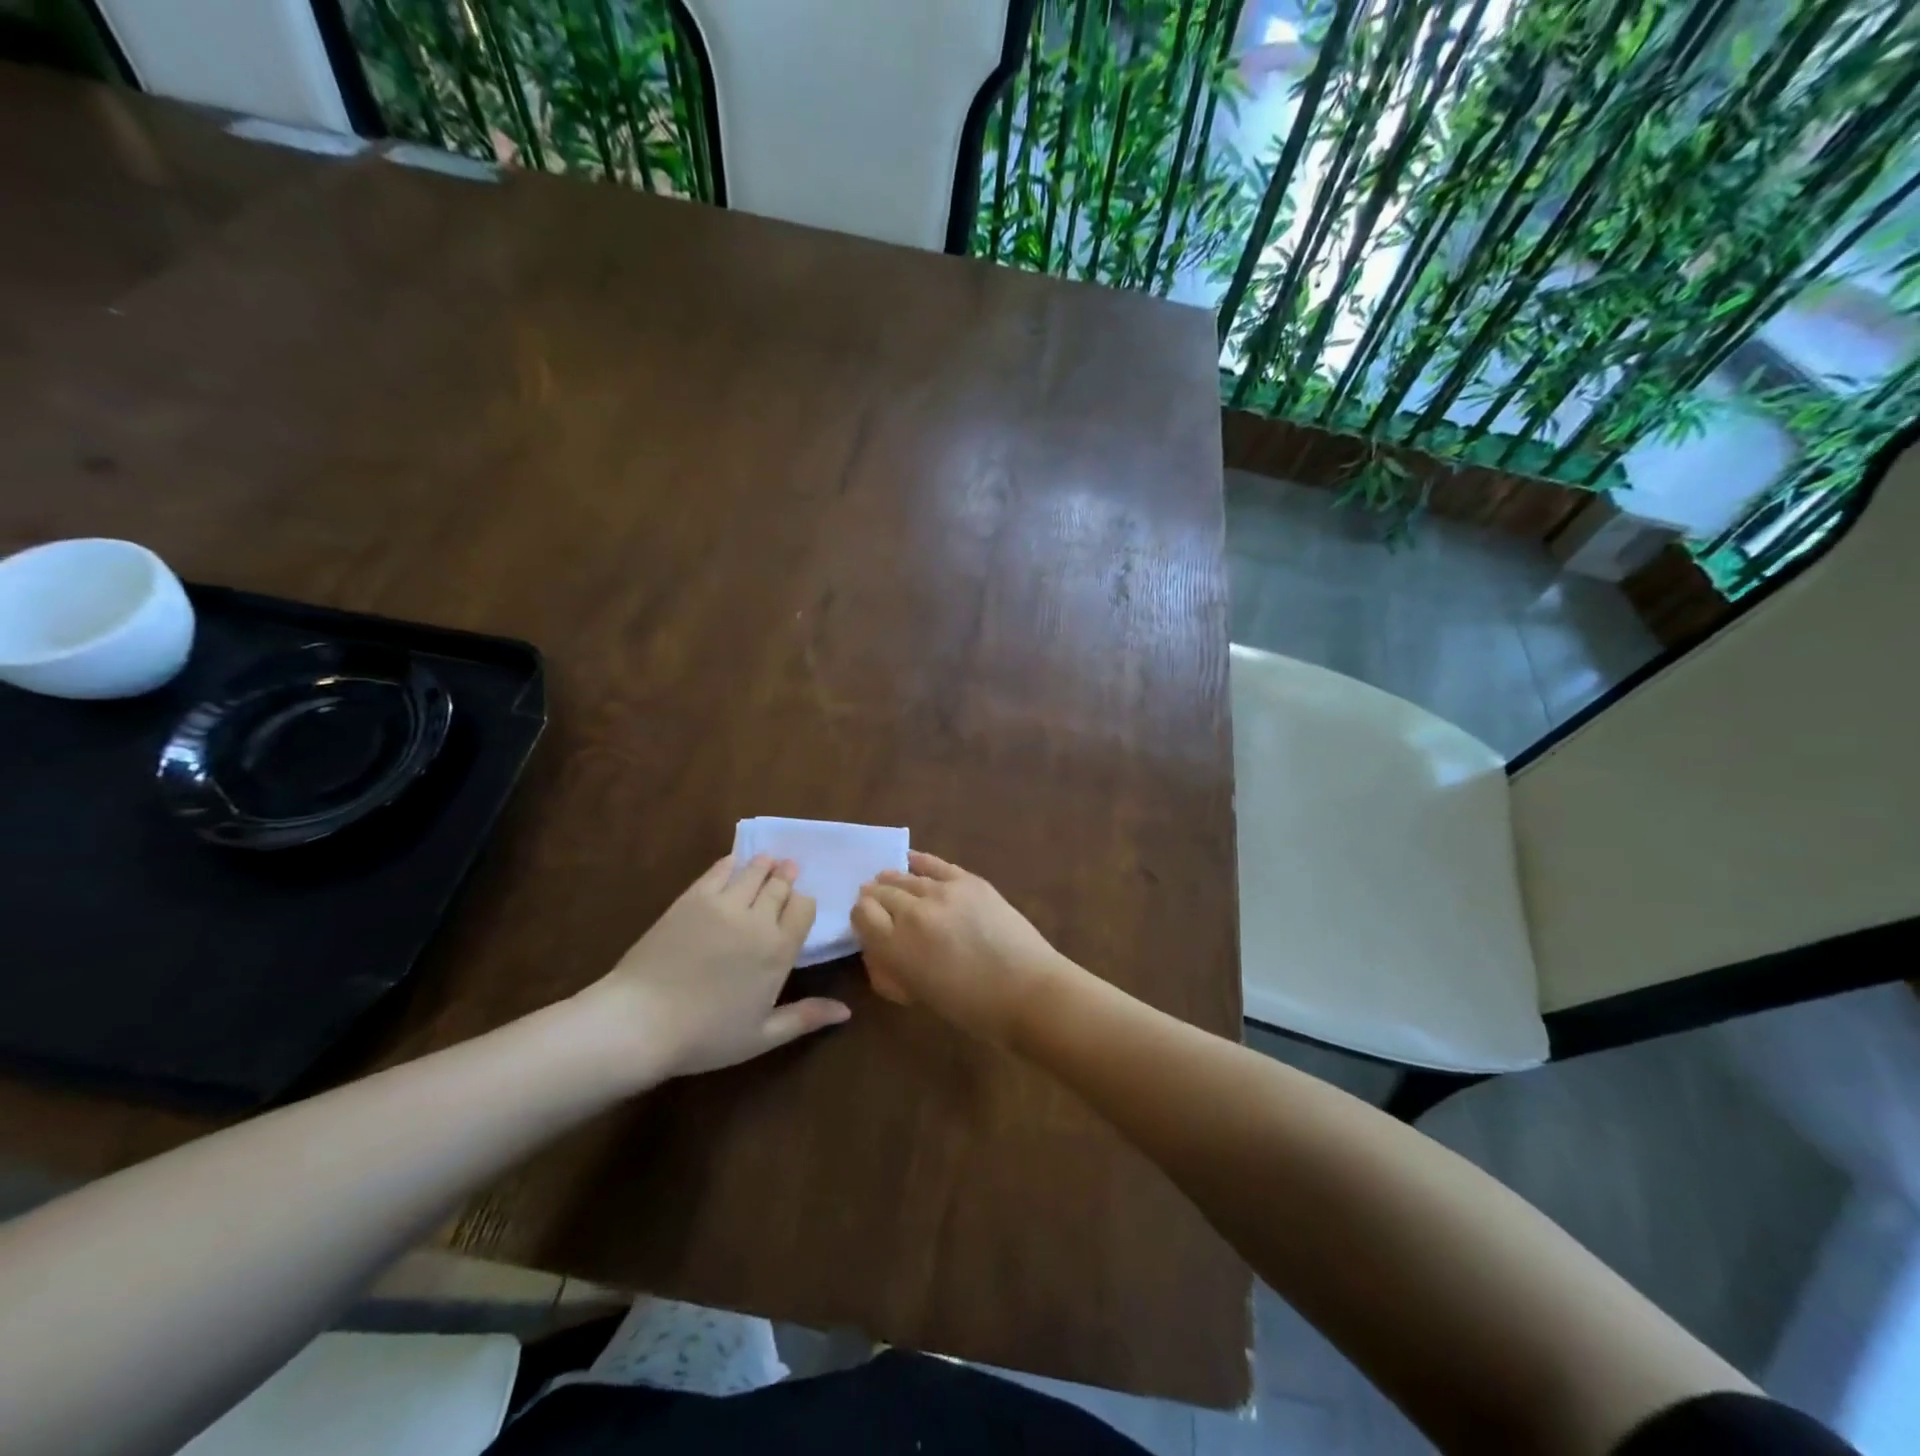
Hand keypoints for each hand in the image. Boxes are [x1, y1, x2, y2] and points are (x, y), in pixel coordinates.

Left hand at [580, 854, 846, 1079]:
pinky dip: (731, 863)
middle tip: (789, 870)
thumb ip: (806, 1017)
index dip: (803, 903)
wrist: (640, 1022)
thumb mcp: (761, 1036)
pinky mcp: (692, 898)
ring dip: (764, 865)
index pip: (804, 907)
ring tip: (768, 862)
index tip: (799, 907)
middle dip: (786, 878)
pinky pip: (719, 870)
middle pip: (780, 886)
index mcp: (778, 950)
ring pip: (753, 872)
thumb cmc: (705, 1035)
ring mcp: (723, 904)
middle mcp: (757, 919)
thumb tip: (847, 1011)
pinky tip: (733, 863)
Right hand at [850, 851, 1077, 1043]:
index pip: (861, 914)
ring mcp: (943, 891)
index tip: (867, 924)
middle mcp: (913, 912)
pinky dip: (919, 862)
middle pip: (880, 892)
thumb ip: (890, 968)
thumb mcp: (918, 995)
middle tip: (879, 906)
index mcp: (895, 946)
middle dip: (876, 899)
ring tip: (891, 884)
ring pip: (904, 877)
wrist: (1027, 990)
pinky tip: (911, 861)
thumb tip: (877, 947)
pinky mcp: (969, 880)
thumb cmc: (972, 1008)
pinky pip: (934, 864)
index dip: (862, 917)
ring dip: (894, 882)